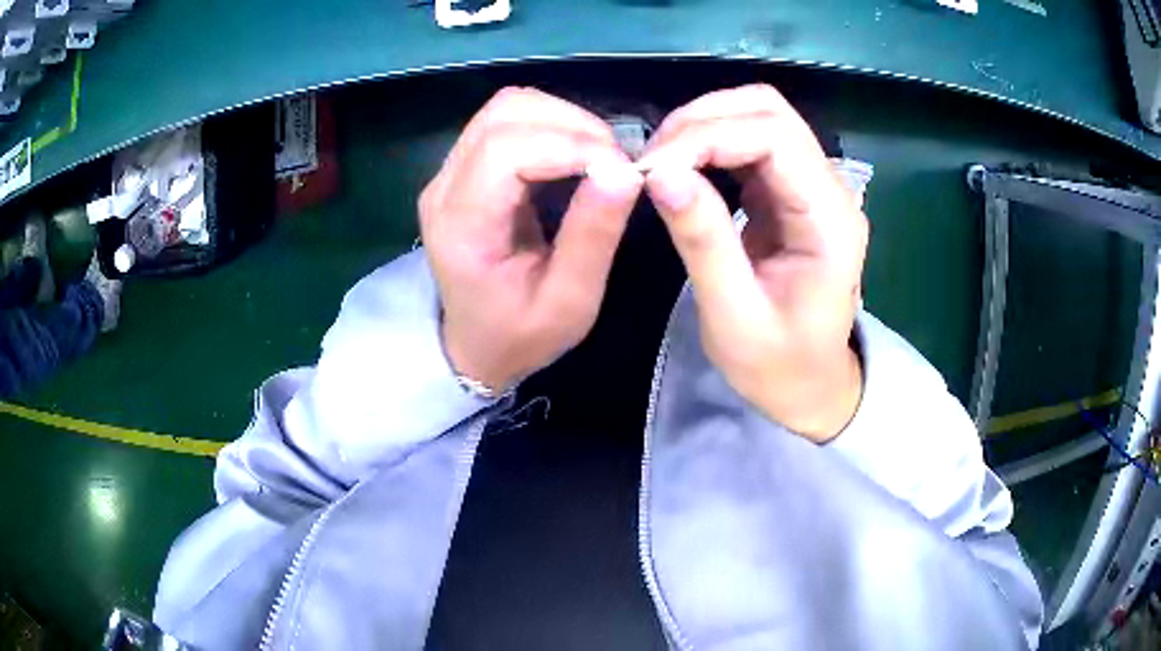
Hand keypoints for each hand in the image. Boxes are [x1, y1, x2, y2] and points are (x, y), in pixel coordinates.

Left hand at [420, 87, 643, 392]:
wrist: (475, 346)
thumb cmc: (521, 335)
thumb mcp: (569, 302)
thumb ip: (593, 236)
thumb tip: (626, 172)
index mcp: (462, 225)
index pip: (505, 150)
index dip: (570, 145)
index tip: (621, 170)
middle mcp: (444, 186)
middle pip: (504, 114)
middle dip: (571, 125)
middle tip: (615, 163)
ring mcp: (449, 172)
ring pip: (506, 108)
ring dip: (562, 120)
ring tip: (599, 158)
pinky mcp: (463, 167)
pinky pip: (507, 122)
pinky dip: (551, 126)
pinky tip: (575, 156)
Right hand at [638, 84, 866, 441]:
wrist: (811, 385)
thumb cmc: (778, 364)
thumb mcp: (734, 315)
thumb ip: (703, 240)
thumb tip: (659, 173)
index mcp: (829, 221)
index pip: (774, 137)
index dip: (707, 136)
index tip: (651, 168)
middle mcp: (831, 189)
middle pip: (770, 111)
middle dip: (702, 120)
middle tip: (651, 161)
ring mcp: (815, 185)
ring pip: (761, 115)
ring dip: (704, 125)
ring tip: (661, 162)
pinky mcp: (793, 190)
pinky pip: (753, 142)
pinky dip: (711, 142)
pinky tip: (684, 167)